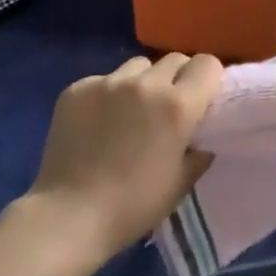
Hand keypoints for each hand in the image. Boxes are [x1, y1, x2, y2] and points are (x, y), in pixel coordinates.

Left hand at [25, 53, 223, 264]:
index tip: (201, 99)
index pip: (206, 64)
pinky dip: (107, 95)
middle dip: (177, 78)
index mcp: (177, 105)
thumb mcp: (180, 184)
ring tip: (129, 113)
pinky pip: (103, 80)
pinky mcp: (77, 88)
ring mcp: (108, 82)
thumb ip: (198, 152)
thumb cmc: (132, 206)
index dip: (207, 79)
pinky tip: (97, 124)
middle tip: (166, 108)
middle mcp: (145, 83)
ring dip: (142, 82)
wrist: (68, 216)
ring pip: (138, 65)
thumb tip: (202, 138)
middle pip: (173, 59)